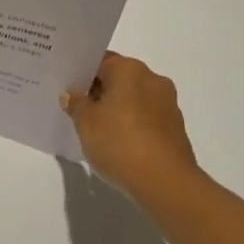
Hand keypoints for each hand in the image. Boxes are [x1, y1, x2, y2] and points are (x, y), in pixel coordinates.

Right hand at [61, 51, 200, 206]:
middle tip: (77, 107)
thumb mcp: (85, 123)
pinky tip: (118, 142)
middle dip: (99, 91)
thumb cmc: (119, 143)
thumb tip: (72, 95)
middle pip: (119, 78)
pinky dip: (132, 124)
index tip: (68, 87)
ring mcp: (167, 103)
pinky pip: (146, 117)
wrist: (165, 182)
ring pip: (134, 98)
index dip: (82, 73)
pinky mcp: (175, 127)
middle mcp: (152, 79)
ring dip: (117, 108)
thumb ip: (76, 104)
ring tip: (96, 128)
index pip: (100, 61)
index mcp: (129, 69)